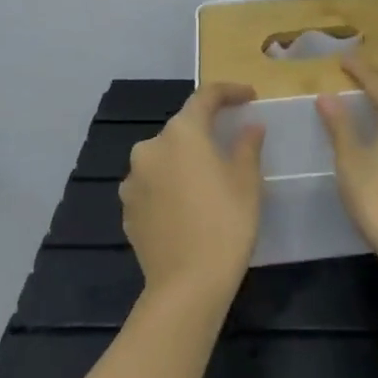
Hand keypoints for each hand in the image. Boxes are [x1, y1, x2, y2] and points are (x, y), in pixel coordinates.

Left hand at [122, 82, 264, 303]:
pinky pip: (153, 185)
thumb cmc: (226, 223)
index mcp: (182, 133)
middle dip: (205, 132)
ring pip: (164, 158)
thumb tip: (250, 128)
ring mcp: (133, 181)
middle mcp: (150, 149)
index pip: (206, 97)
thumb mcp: (247, 181)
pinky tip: (188, 206)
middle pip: (182, 129)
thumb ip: (247, 146)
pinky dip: (170, 186)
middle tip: (230, 144)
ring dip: (185, 161)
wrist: (187, 286)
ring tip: (208, 180)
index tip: (249, 97)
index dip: (230, 92)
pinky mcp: (127, 210)